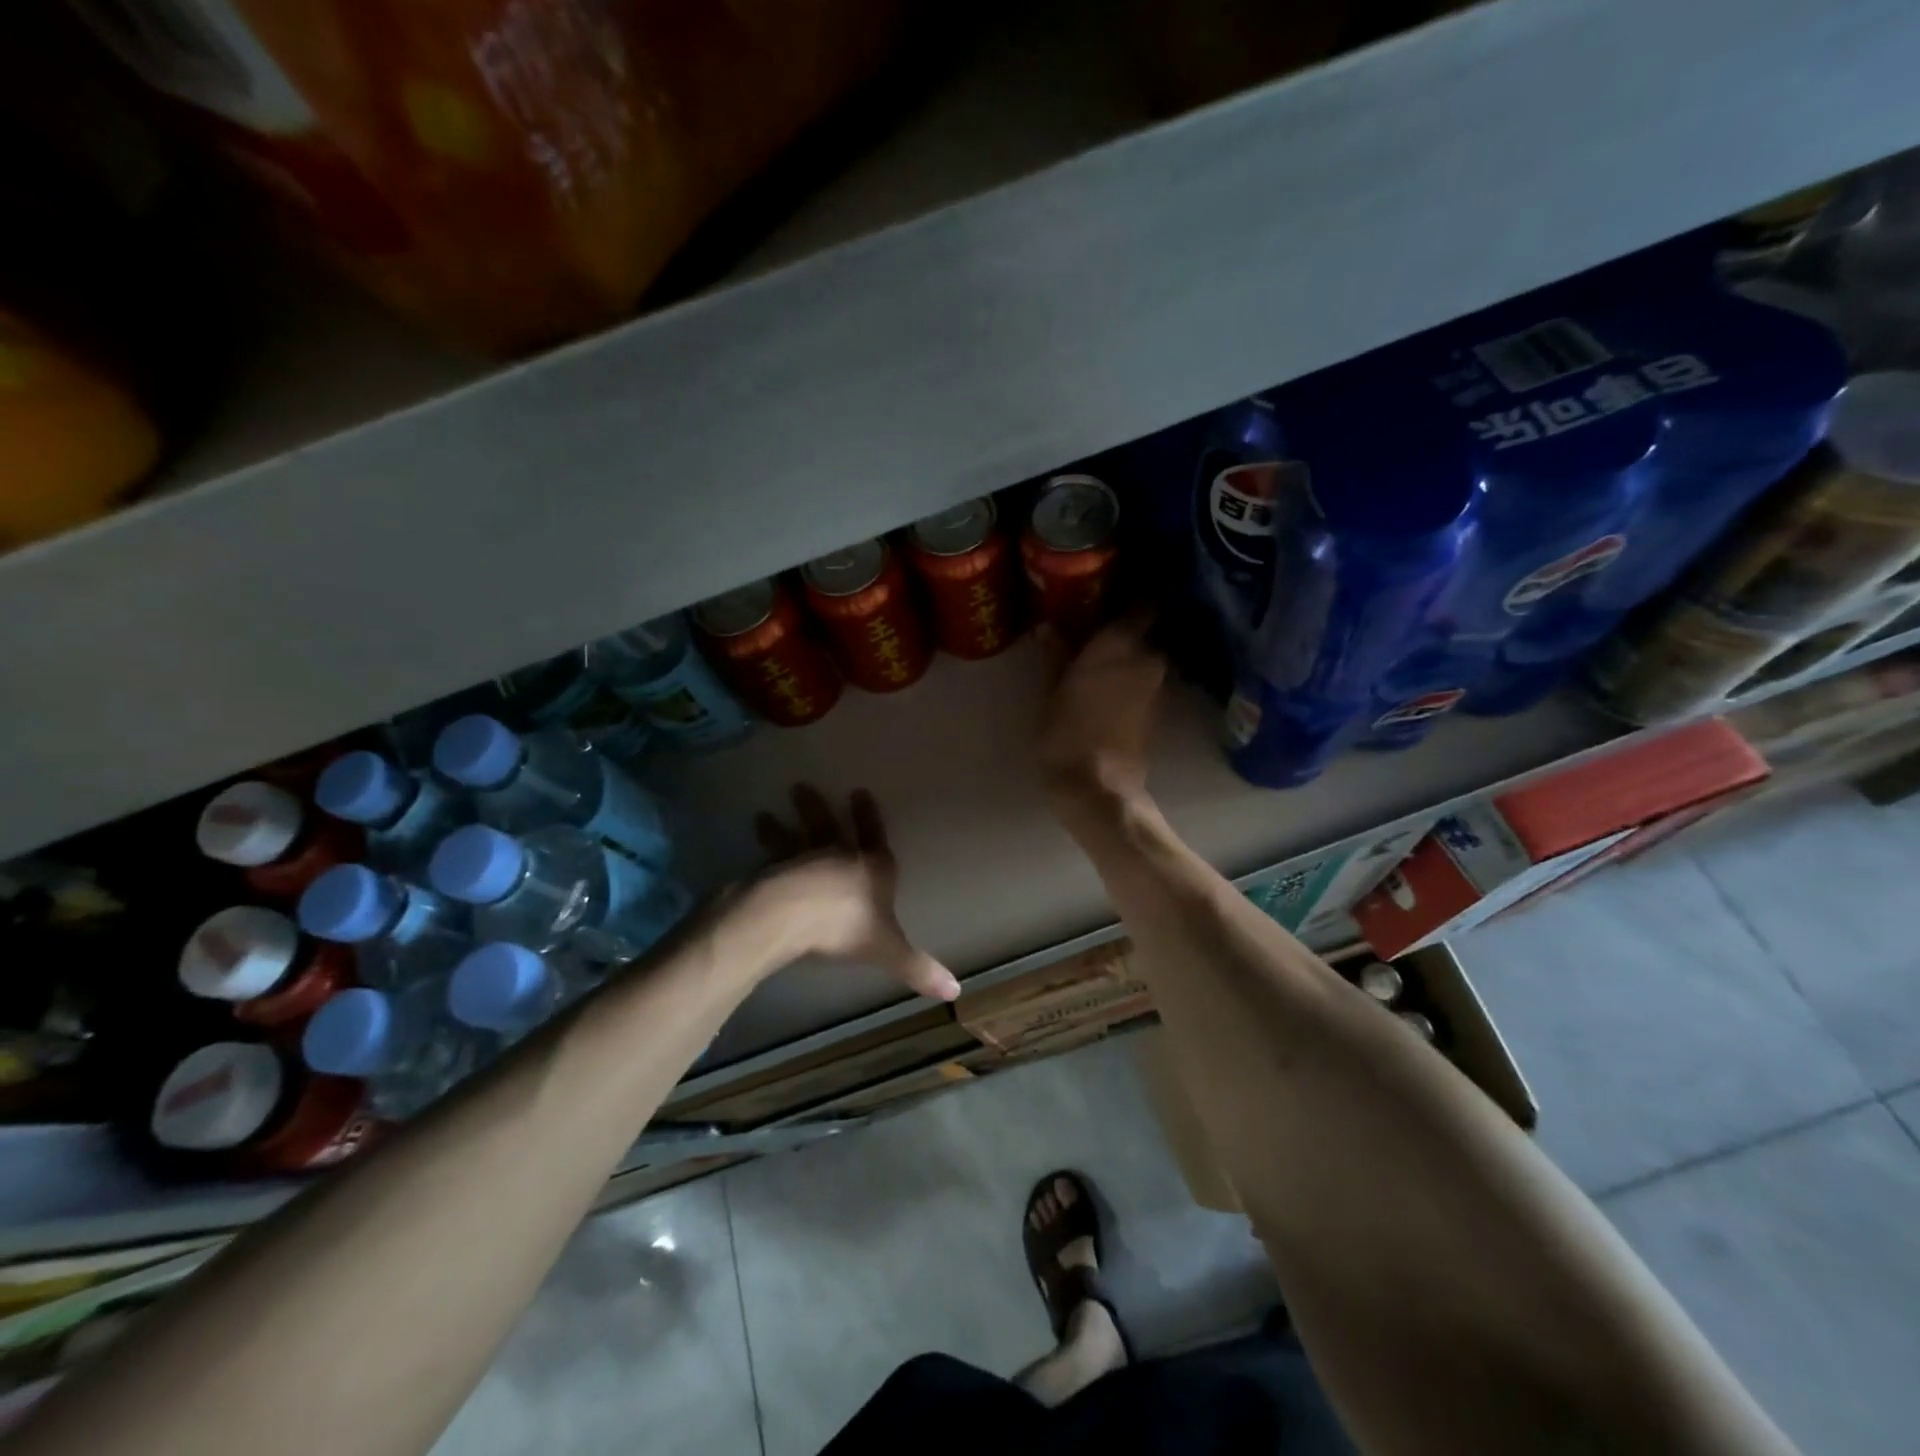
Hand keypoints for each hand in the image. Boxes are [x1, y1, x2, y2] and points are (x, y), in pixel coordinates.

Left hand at [747, 785, 959, 1001]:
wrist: (793, 917)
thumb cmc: (846, 928)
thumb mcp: (889, 951)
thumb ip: (918, 968)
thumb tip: (956, 992)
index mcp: (872, 869)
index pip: (874, 837)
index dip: (868, 816)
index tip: (859, 792)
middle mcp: (839, 857)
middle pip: (829, 828)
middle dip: (817, 810)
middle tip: (799, 787)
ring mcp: (804, 861)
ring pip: (794, 838)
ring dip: (781, 827)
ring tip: (763, 813)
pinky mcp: (775, 872)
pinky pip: (770, 857)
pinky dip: (763, 848)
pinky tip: (752, 840)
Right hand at [1036, 609, 1167, 811]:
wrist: (1097, 787)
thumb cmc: (1067, 732)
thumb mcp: (1051, 690)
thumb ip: (1056, 655)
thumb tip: (1049, 627)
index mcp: (1121, 643)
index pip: (1144, 601)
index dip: (1134, 592)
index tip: (1116, 589)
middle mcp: (1148, 657)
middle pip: (1144, 630)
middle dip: (1126, 627)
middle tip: (1095, 626)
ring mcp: (1157, 685)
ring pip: (1145, 656)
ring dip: (1128, 654)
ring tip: (1097, 656)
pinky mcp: (1158, 710)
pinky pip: (1144, 680)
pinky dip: (1130, 677)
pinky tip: (1106, 684)